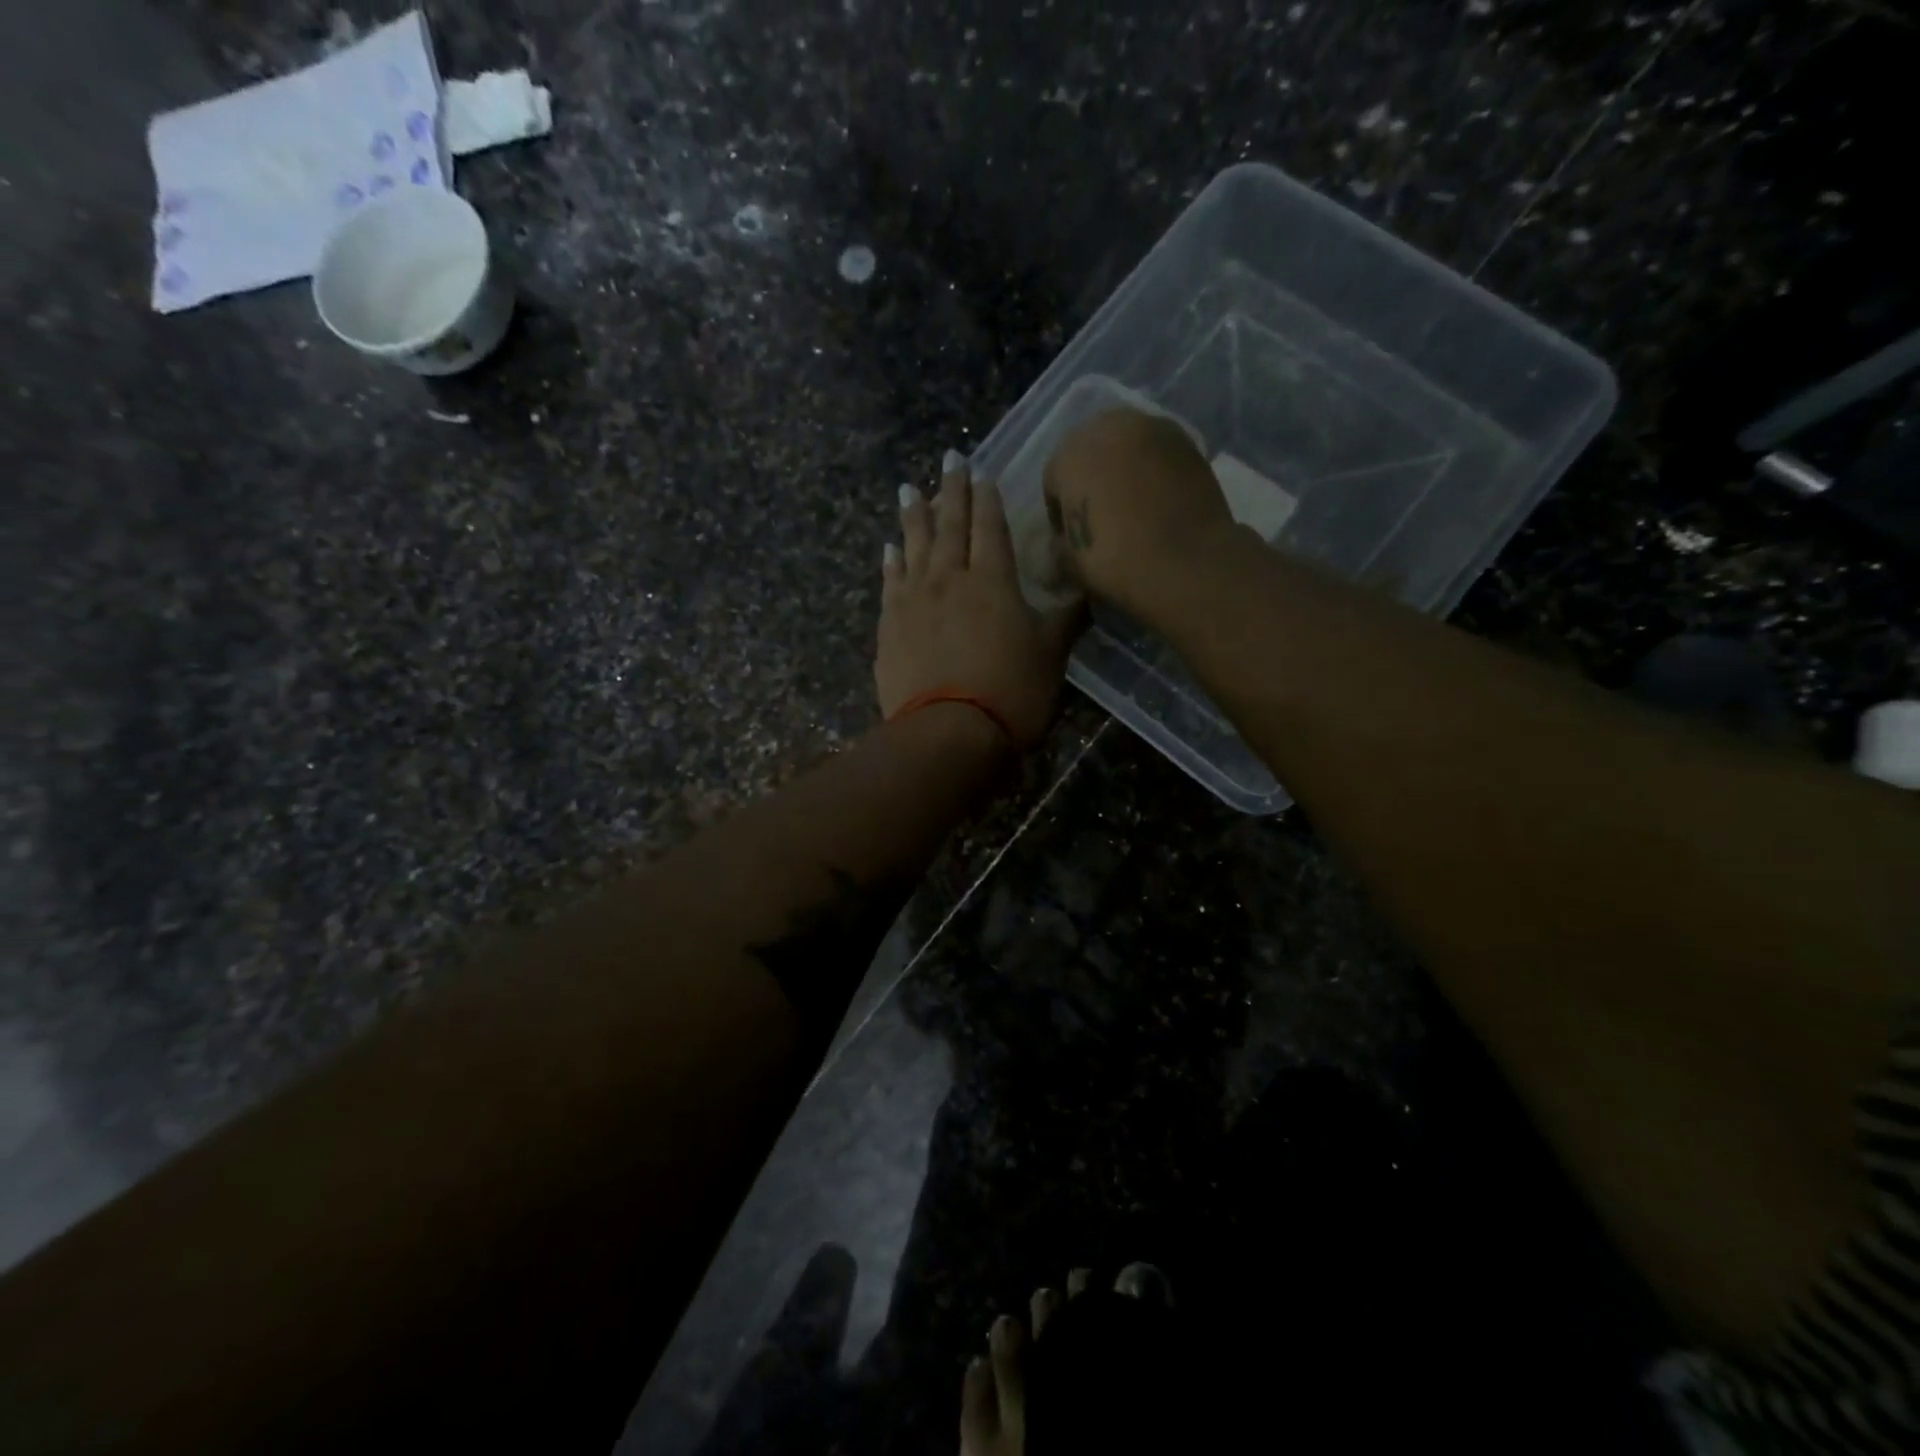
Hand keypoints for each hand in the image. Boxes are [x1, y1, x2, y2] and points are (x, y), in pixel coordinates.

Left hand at [878, 453, 1080, 750]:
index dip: (987, 498)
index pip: (990, 527)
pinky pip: (889, 583)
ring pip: (914, 546)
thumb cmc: (1011, 692)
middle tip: (948, 459)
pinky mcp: (889, 626)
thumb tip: (1086, 592)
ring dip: (913, 516)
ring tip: (908, 489)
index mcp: (993, 580)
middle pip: (950, 525)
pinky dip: (890, 562)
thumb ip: (1067, 618)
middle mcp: (950, 578)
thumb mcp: (1051, 654)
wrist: (949, 732)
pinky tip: (888, 548)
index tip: (981, 472)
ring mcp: (914, 601)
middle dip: (951, 490)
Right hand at [1042, 407, 1236, 613]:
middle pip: (1090, 450)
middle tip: (1099, 514)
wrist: (1188, 564)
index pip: (1053, 478)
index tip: (1069, 535)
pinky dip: (1153, 470)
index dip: (1058, 510)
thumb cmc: (1117, 563)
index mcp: (1070, 454)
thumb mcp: (1071, 562)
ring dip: (1123, 468)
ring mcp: (1153, 428)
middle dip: (1090, 477)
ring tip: (1131, 504)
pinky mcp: (1188, 441)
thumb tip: (1065, 539)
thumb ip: (1060, 543)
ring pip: (1126, 444)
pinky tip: (1158, 500)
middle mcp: (1109, 427)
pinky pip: (1157, 452)